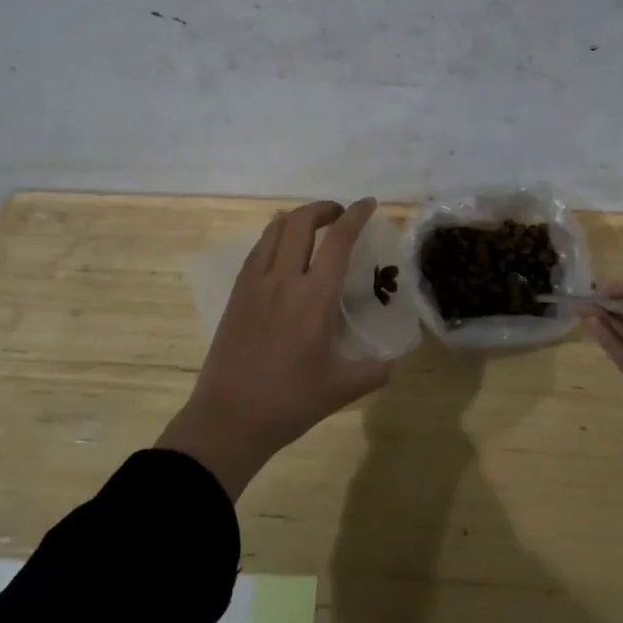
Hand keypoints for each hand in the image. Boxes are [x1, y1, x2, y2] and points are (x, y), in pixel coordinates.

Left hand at [159, 198, 390, 498]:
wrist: (229, 418)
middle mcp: (283, 280)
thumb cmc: (290, 402)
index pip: (338, 241)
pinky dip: (274, 237)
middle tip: (339, 215)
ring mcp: (254, 284)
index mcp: (314, 298)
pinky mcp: (236, 294)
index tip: (368, 203)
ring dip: (297, 219)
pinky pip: (257, 251)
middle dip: (323, 208)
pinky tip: (281, 251)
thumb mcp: (342, 388)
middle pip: (301, 222)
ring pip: (274, 231)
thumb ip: (375, 370)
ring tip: (312, 226)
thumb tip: (394, 361)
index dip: (355, 215)